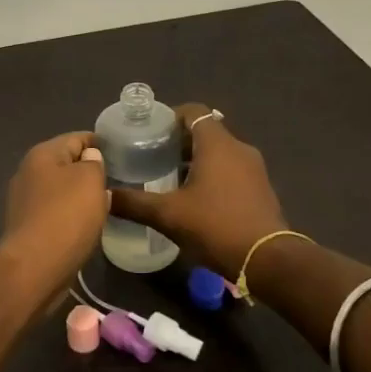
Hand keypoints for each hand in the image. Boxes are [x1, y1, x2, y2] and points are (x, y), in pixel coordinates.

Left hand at [1, 131, 110, 288]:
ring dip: (81, 195)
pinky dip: (72, 215)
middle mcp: (28, 173)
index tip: (122, 153)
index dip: (99, 143)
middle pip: (66, 164)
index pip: (76, 138)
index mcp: (42, 155)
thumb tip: (89, 158)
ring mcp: (25, 202)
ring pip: (61, 190)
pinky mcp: (28, 227)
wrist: (35, 267)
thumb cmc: (66, 216)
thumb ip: (94, 163)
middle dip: (90, 171)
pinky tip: (87, 225)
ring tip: (107, 203)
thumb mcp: (90, 180)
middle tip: (117, 180)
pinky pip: (56, 213)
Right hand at [109, 104, 287, 277]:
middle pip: (204, 131)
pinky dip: (211, 174)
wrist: (267, 260)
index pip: (192, 111)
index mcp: (217, 144)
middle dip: (177, 141)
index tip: (147, 133)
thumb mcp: (168, 215)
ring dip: (194, 159)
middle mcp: (238, 148)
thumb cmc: (216, 227)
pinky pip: (230, 169)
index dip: (168, 117)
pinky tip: (193, 198)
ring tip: (167, 178)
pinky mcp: (260, 188)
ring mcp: (253, 168)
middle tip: (150, 157)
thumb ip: (133, 203)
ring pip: (218, 152)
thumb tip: (102, 195)